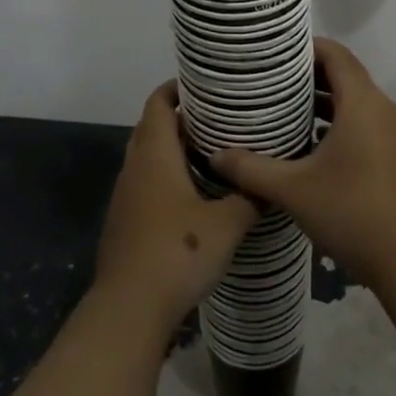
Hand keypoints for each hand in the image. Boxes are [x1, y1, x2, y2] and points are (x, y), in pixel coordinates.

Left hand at [94, 82, 259, 329]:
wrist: (128, 309)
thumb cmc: (177, 252)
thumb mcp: (226, 224)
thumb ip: (250, 197)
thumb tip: (271, 182)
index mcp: (155, 154)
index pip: (158, 103)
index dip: (177, 88)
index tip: (205, 85)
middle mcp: (135, 167)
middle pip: (152, 127)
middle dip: (182, 119)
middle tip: (219, 119)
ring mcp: (125, 196)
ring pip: (148, 158)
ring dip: (174, 151)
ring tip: (213, 154)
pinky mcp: (124, 222)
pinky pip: (146, 184)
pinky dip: (166, 178)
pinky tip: (194, 197)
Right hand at [209, 38, 395, 290]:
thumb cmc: (351, 212)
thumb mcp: (293, 190)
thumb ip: (251, 169)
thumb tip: (215, 155)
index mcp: (363, 103)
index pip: (335, 54)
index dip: (306, 47)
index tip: (274, 51)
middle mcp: (383, 109)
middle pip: (345, 74)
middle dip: (308, 74)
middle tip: (269, 79)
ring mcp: (394, 133)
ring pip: (355, 101)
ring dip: (323, 100)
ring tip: (282, 107)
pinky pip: (364, 122)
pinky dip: (338, 122)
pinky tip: (308, 143)